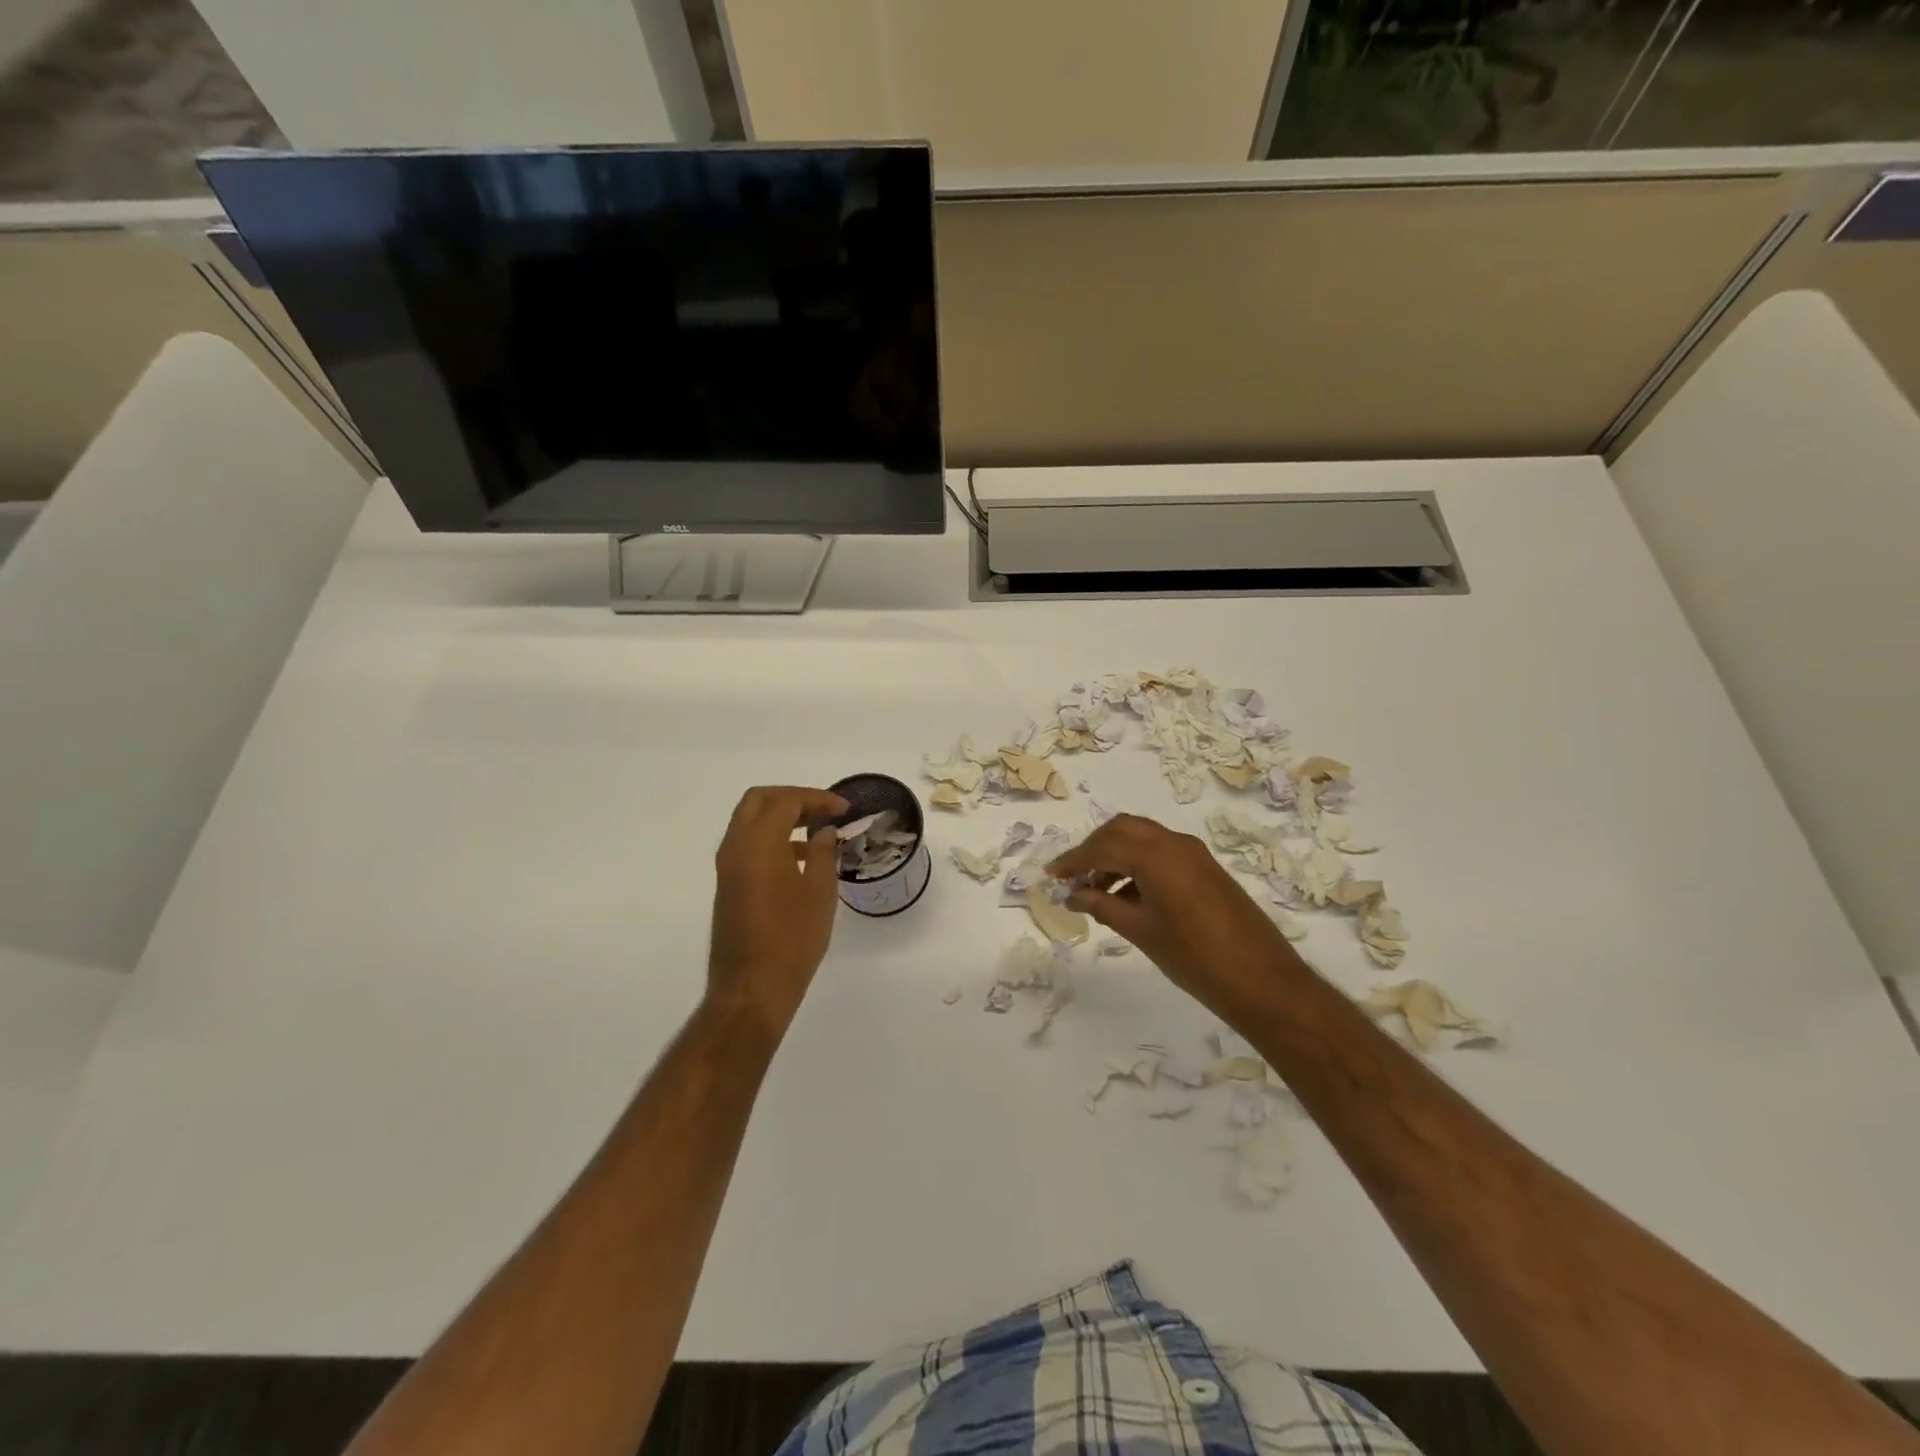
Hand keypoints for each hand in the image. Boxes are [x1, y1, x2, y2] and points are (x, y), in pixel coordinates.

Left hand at [707, 785, 848, 1035]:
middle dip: (793, 798)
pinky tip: (800, 858)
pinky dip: (771, 838)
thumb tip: (823, 832)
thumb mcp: (819, 892)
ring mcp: (727, 868)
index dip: (817, 798)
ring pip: (749, 822)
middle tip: (824, 810)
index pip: (785, 801)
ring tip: (817, 831)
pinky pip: (747, 845)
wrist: (752, 989)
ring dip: (781, 818)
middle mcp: (735, 848)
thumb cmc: (792, 939)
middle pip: (758, 801)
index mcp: (757, 843)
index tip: (844, 809)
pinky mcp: (728, 886)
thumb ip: (822, 853)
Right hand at [1048, 814, 1303, 1016]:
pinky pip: (1162, 852)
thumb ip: (1102, 906)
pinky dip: (1138, 863)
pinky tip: (1127, 897)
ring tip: (1097, 892)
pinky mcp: (1205, 867)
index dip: (1073, 861)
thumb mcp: (1140, 931)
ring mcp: (1193, 853)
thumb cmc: (1193, 957)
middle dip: (1094, 849)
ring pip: (1143, 838)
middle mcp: (1174, 843)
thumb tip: (1073, 895)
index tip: (1051, 875)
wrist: (1261, 979)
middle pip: (1122, 829)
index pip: (1102, 847)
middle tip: (1074, 877)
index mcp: (1154, 855)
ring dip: (1116, 855)